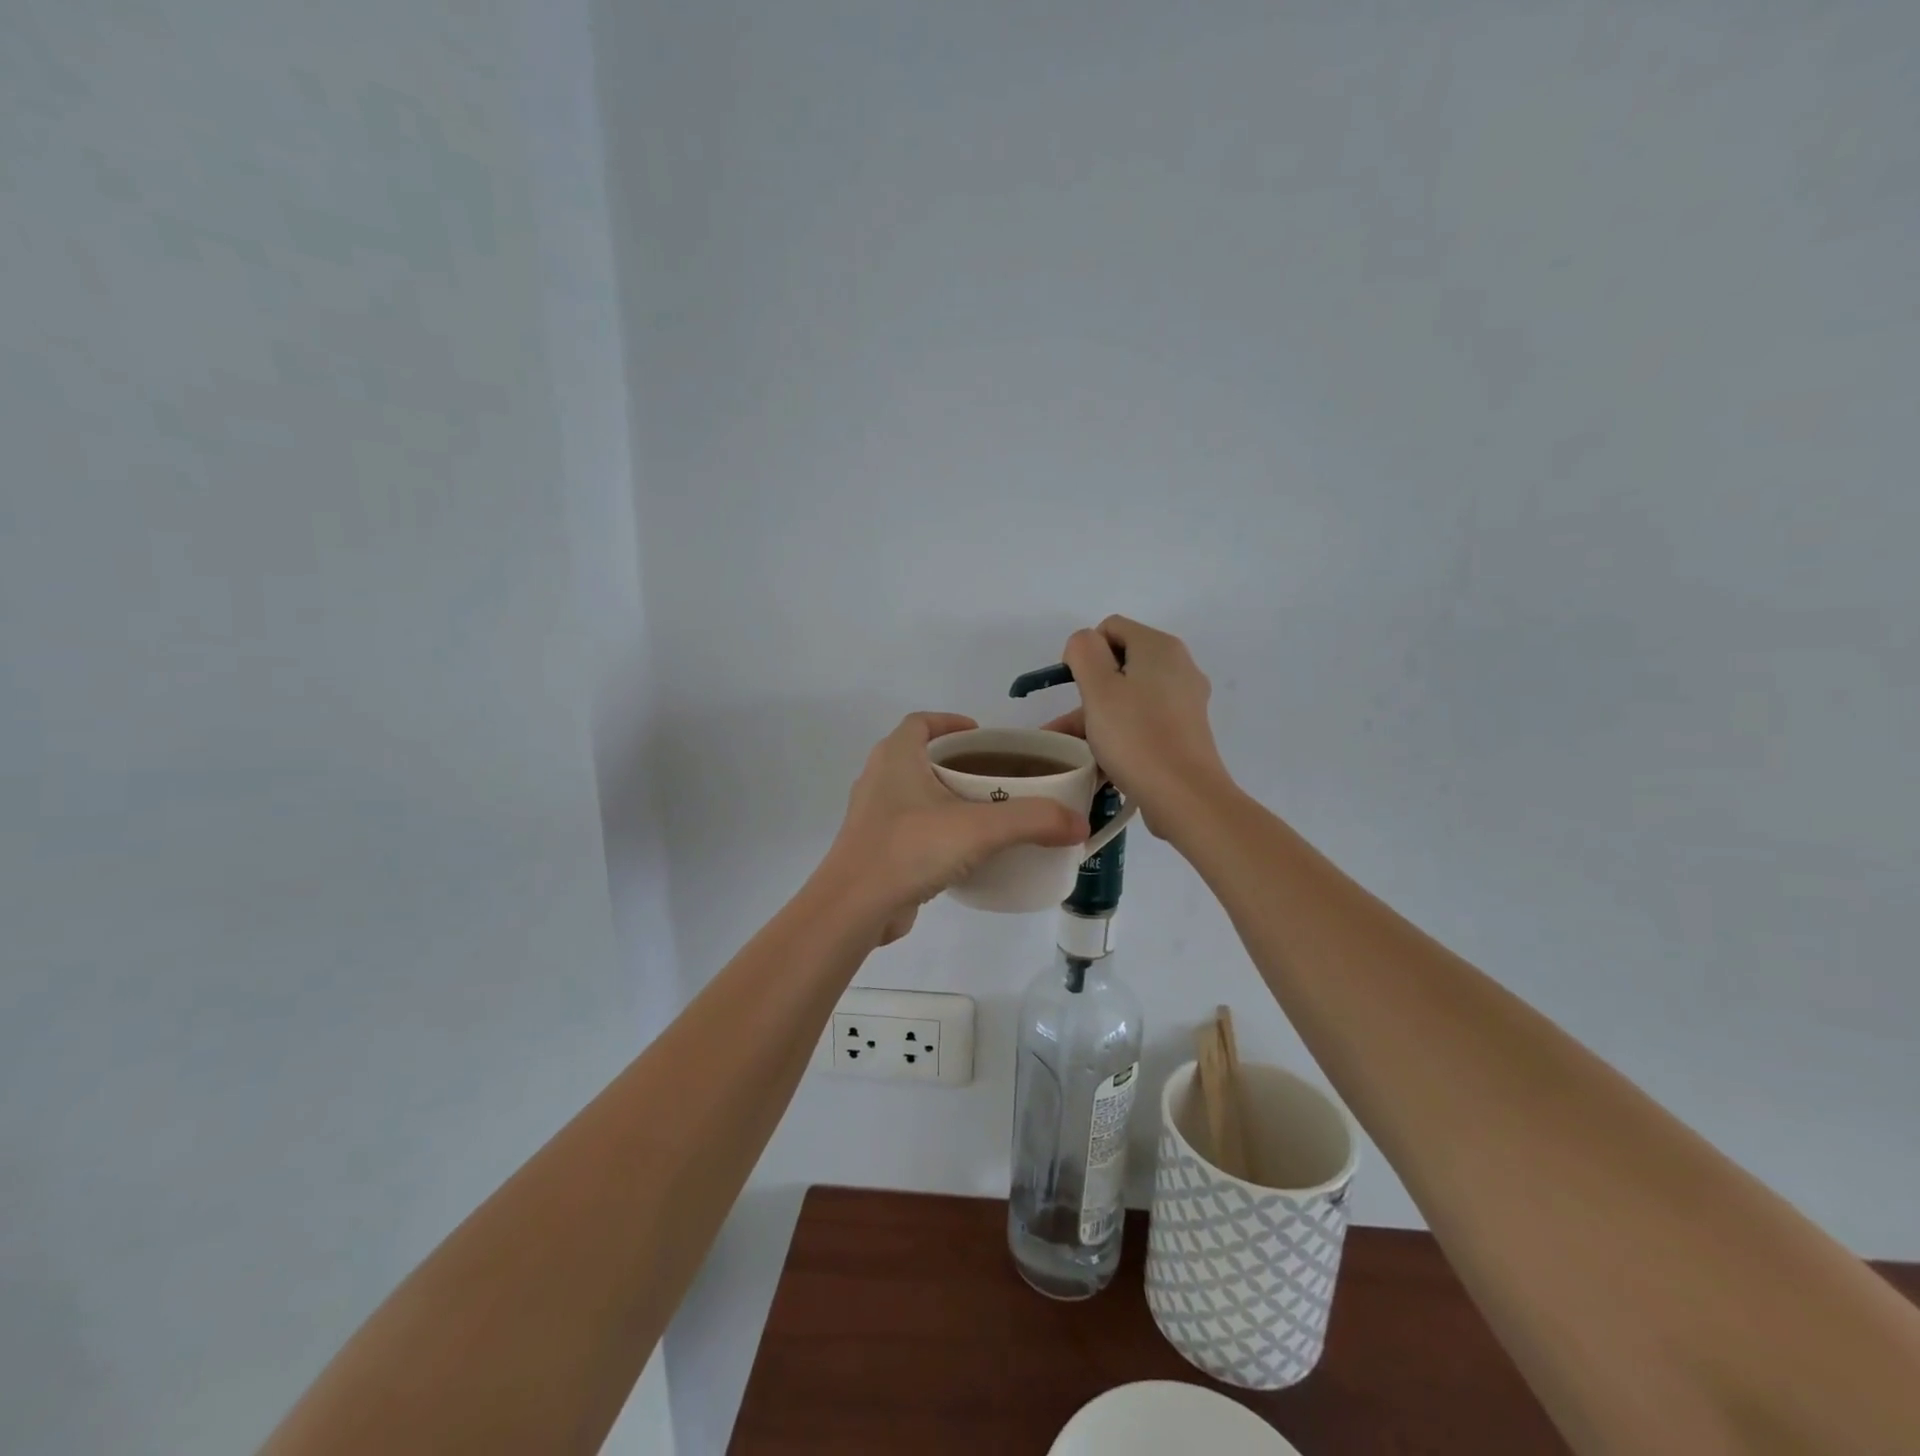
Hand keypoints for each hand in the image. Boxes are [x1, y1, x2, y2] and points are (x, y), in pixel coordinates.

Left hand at [818, 713, 1085, 943]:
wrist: (854, 907)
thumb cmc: (911, 848)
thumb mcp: (980, 829)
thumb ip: (1033, 820)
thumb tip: (1080, 823)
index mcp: (896, 757)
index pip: (921, 722)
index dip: (951, 723)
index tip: (982, 736)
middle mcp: (879, 779)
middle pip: (920, 757)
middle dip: (957, 762)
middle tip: (996, 777)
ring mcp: (873, 816)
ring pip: (914, 795)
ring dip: (946, 798)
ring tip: (986, 813)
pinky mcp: (875, 849)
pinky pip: (911, 828)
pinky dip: (936, 831)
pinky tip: (964, 852)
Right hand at [1045, 616, 1234, 835]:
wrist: (1185, 796)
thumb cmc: (1136, 736)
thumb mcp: (1098, 688)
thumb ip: (1084, 652)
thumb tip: (1085, 643)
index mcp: (1159, 647)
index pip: (1110, 628)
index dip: (1085, 652)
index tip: (1074, 688)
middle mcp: (1178, 666)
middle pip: (1120, 664)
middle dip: (1088, 691)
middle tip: (1068, 726)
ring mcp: (1185, 701)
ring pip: (1129, 697)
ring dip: (1098, 718)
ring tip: (1073, 751)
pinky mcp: (1185, 731)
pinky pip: (1143, 721)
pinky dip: (1120, 734)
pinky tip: (1100, 762)